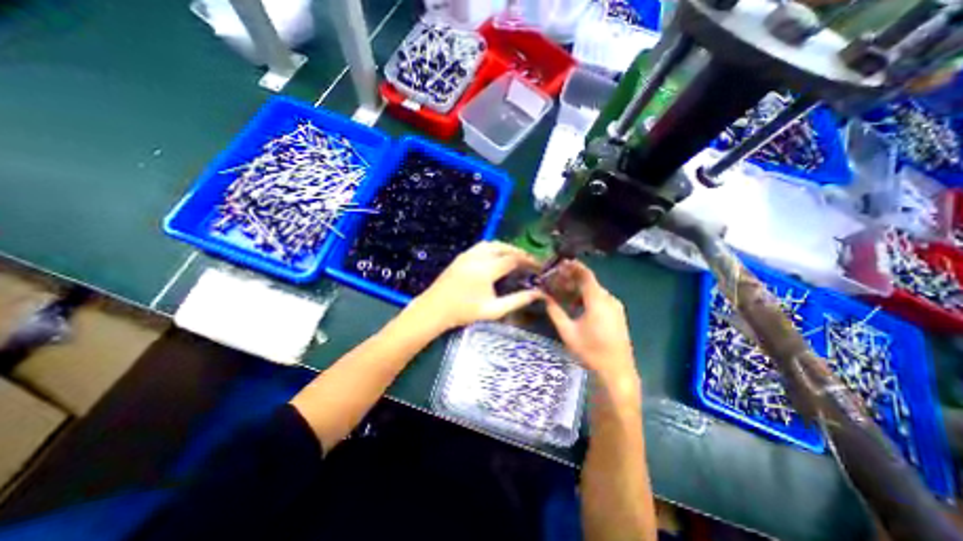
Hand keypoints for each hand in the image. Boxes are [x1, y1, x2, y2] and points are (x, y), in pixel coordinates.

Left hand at [403, 241, 545, 333]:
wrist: (434, 309)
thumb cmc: (464, 312)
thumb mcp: (493, 310)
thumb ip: (517, 300)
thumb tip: (538, 294)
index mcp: (486, 270)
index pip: (513, 259)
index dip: (528, 261)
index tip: (538, 266)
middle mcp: (477, 257)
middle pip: (503, 247)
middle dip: (518, 252)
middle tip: (528, 261)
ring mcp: (467, 254)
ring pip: (492, 244)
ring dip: (506, 248)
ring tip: (515, 258)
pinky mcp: (461, 256)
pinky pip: (481, 246)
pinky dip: (493, 248)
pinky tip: (496, 258)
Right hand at [540, 262, 638, 384]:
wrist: (616, 372)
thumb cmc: (590, 351)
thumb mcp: (567, 331)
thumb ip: (554, 311)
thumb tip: (544, 297)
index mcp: (598, 301)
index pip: (586, 275)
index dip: (573, 266)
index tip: (560, 263)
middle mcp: (609, 299)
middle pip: (590, 282)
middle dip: (572, 279)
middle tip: (556, 280)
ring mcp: (616, 307)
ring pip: (595, 291)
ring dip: (578, 289)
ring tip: (562, 293)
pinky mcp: (617, 315)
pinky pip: (600, 299)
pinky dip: (587, 297)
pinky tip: (575, 305)